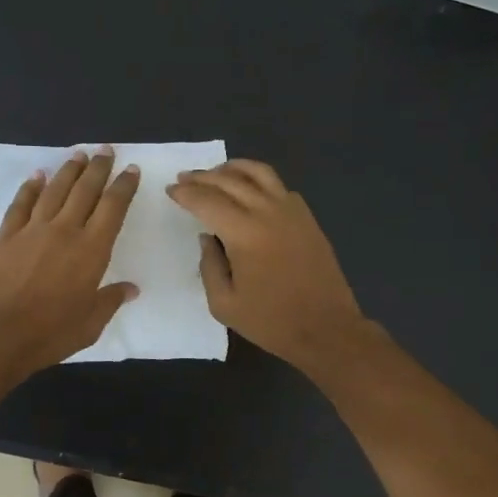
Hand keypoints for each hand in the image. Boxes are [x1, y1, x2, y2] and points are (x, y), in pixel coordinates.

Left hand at [0, 149, 139, 375]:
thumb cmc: (50, 332)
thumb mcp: (90, 323)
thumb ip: (110, 301)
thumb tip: (131, 289)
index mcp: (91, 250)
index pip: (113, 208)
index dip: (124, 186)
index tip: (131, 170)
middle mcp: (65, 230)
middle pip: (85, 190)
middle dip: (98, 168)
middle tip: (106, 150)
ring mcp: (32, 230)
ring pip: (54, 190)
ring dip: (68, 170)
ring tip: (78, 155)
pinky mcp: (6, 236)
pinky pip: (21, 204)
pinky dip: (30, 188)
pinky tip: (37, 176)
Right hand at [167, 159, 367, 369]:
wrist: (326, 328)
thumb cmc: (271, 321)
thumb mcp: (225, 303)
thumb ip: (209, 266)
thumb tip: (207, 238)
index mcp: (244, 234)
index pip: (207, 201)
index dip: (186, 194)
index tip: (171, 190)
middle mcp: (268, 212)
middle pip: (230, 181)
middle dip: (203, 177)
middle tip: (185, 177)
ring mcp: (292, 212)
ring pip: (260, 173)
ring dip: (233, 168)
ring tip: (216, 172)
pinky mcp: (307, 218)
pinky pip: (280, 187)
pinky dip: (260, 180)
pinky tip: (251, 190)